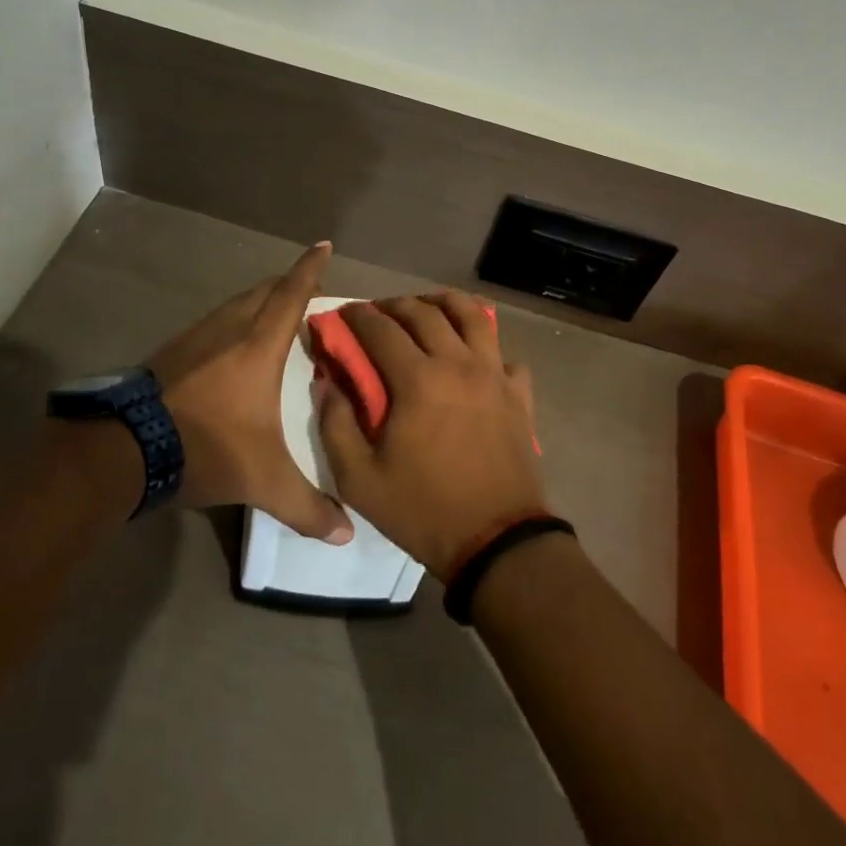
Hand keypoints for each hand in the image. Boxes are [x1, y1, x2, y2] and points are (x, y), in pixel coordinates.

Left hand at [146, 243, 353, 543]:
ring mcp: (195, 337)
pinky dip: (231, 321)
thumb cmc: (206, 448)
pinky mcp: (171, 352)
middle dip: (287, 283)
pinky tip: (228, 347)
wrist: (125, 450)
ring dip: (257, 301)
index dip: (310, 268)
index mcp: (258, 345)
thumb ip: (306, 507)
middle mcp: (229, 329)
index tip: (323, 244)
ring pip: (235, 304)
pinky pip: (213, 322)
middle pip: (263, 291)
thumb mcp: (262, 481)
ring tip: (272, 316)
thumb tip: (346, 534)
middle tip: (307, 292)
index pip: (291, 294)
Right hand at [317, 291, 546, 579]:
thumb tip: (328, 383)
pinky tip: (474, 357)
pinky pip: (504, 354)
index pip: (381, 329)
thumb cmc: (424, 510)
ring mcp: (494, 375)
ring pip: (473, 316)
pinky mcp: (518, 393)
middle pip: (425, 312)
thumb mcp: (360, 479)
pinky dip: (487, 347)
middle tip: (379, 311)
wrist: (498, 541)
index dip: (358, 316)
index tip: (344, 313)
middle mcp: (458, 363)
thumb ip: (336, 425)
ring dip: (445, 303)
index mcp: (418, 379)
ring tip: (428, 307)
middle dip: (396, 304)